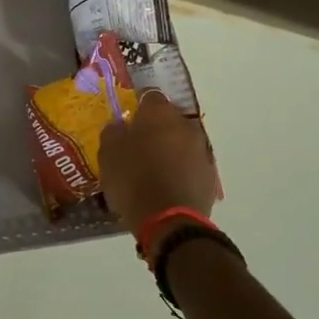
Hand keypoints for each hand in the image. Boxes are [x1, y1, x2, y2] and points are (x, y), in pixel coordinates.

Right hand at [98, 90, 220, 240]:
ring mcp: (202, 151)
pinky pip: (190, 165)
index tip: (128, 122)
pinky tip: (165, 185)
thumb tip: (120, 126)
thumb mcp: (108, 154)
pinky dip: (180, 170)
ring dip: (169, 150)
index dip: (138, 108)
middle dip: (156, 130)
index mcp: (159, 114)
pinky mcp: (210, 176)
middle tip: (137, 147)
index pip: (150, 97)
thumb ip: (113, 133)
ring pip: (182, 143)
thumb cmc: (133, 180)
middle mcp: (186, 126)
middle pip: (169, 120)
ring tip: (152, 169)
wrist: (169, 220)